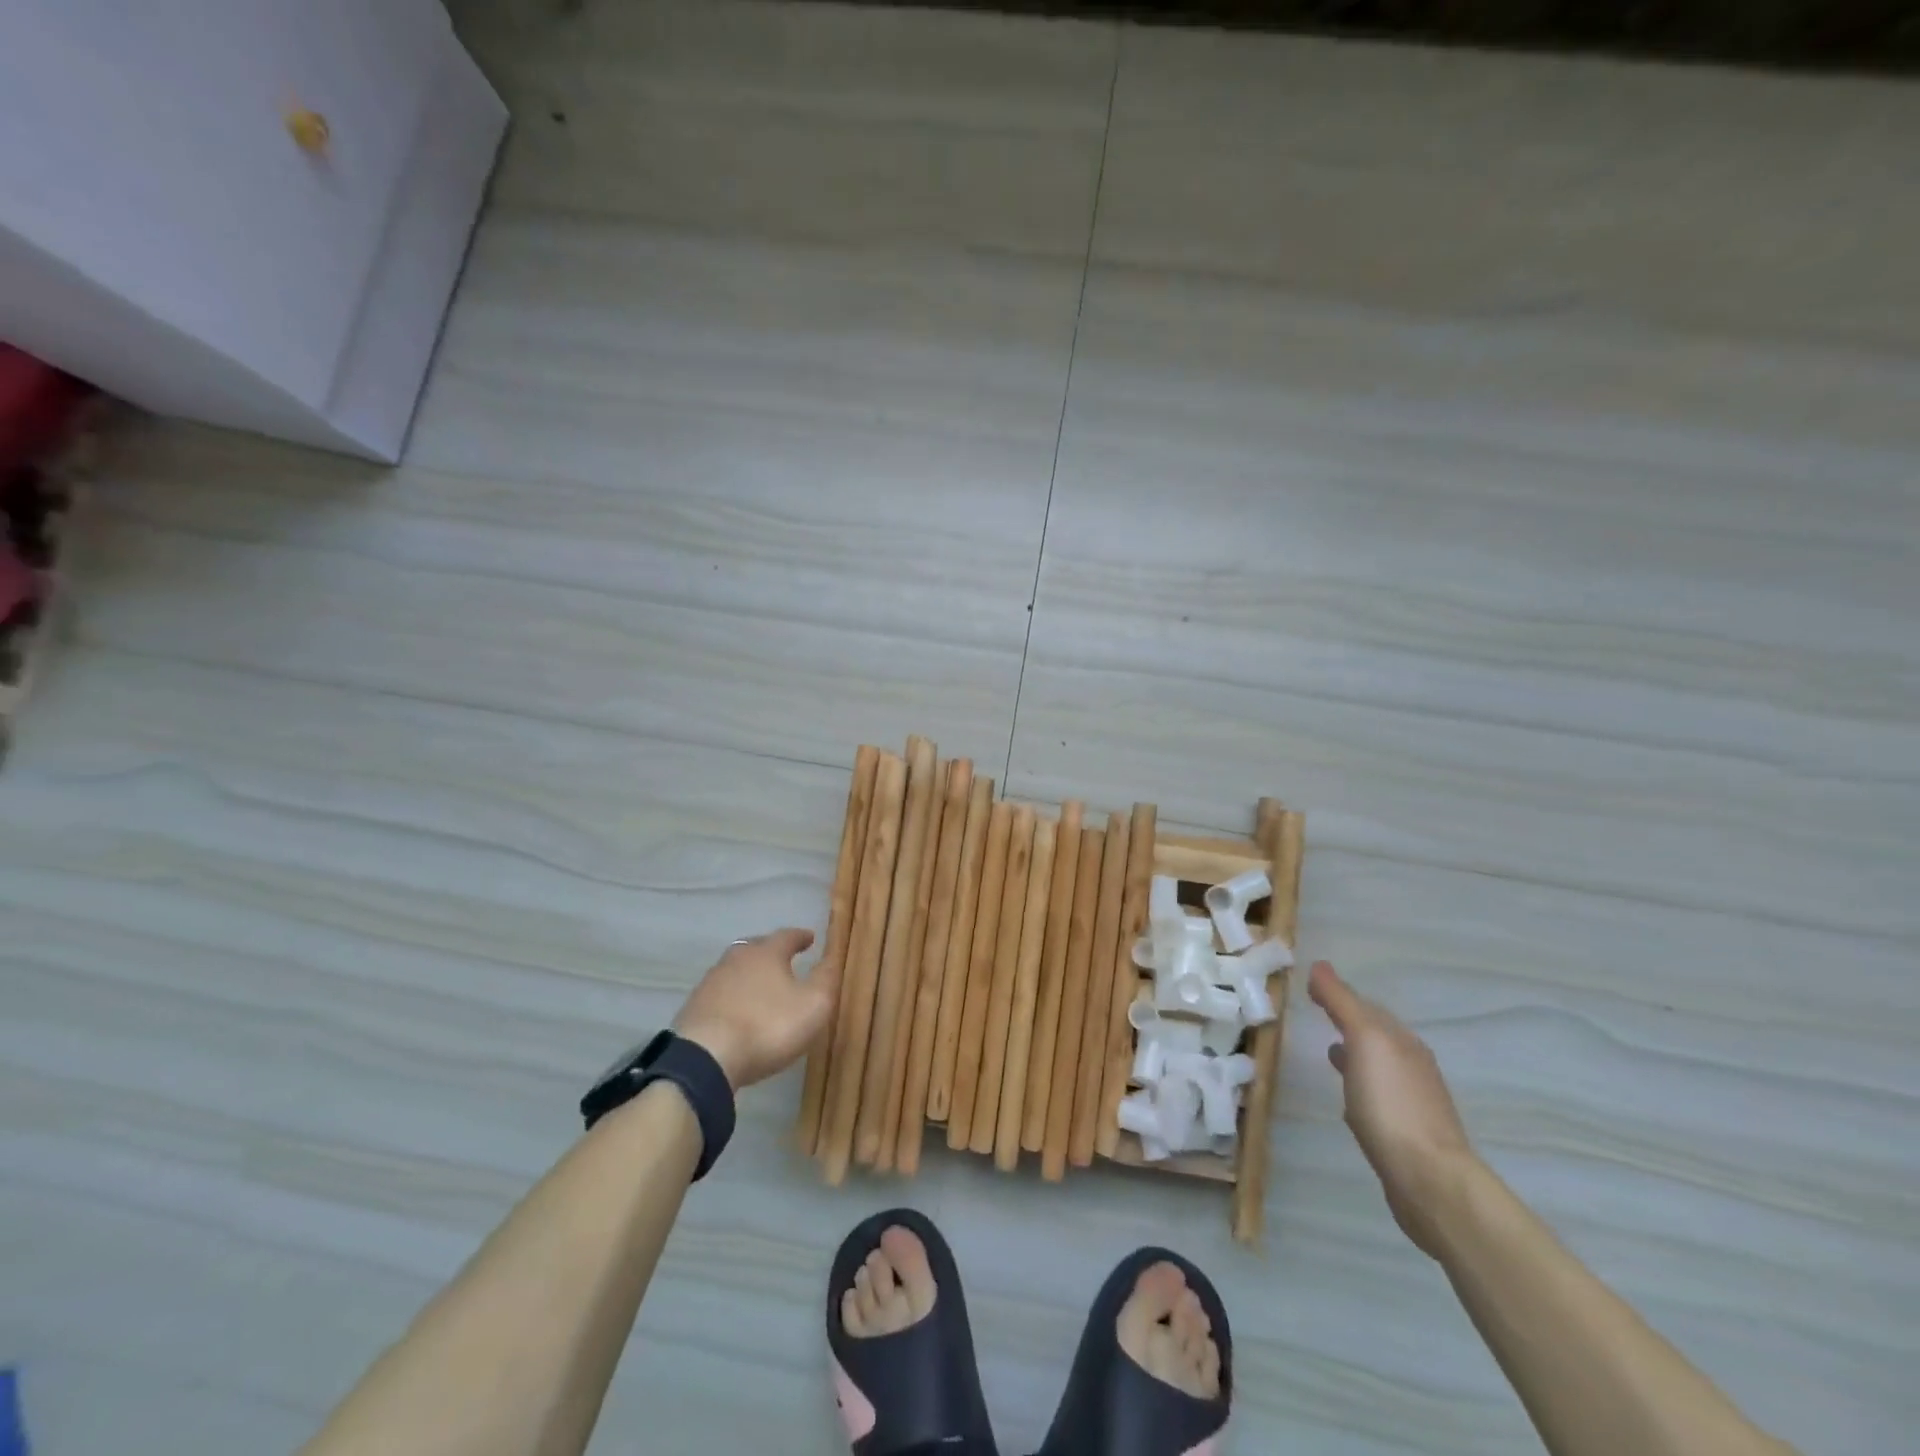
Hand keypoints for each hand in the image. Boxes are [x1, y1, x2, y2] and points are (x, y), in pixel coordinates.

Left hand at [674, 929, 840, 1091]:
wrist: (705, 1058)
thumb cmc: (767, 1026)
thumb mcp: (813, 1005)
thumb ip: (826, 979)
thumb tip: (832, 958)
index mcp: (766, 953)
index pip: (787, 936)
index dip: (800, 937)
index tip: (810, 938)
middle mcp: (736, 959)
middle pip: (756, 947)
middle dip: (771, 951)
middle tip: (784, 959)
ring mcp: (711, 982)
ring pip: (735, 969)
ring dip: (749, 974)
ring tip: (761, 987)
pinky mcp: (694, 1007)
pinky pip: (720, 993)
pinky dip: (732, 997)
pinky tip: (737, 1011)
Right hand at [1309, 960, 1477, 1259]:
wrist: (1429, 1179)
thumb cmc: (1391, 1103)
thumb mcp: (1364, 1040)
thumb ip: (1342, 1002)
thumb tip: (1320, 965)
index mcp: (1402, 1041)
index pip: (1366, 1006)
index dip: (1339, 994)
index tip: (1310, 987)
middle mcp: (1411, 1065)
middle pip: (1375, 1033)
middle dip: (1348, 1020)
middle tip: (1317, 1012)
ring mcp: (1412, 1100)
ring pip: (1377, 1064)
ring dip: (1354, 1053)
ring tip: (1328, 1051)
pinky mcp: (1405, 1133)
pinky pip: (1378, 1096)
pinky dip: (1360, 1085)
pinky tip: (1348, 1097)